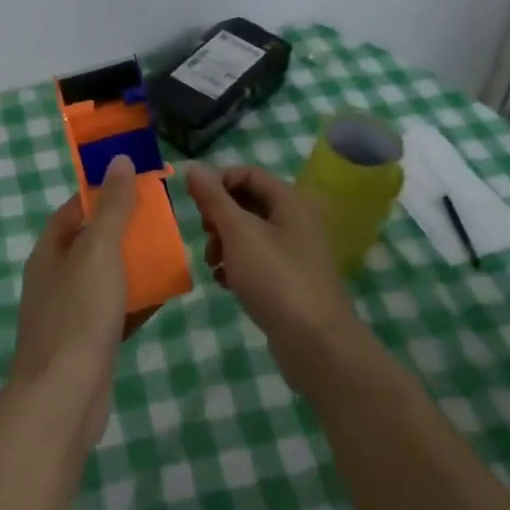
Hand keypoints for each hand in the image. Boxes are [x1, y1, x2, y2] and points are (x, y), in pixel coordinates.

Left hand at [8, 155, 136, 446]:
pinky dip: (137, 301)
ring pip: (107, 278)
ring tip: (170, 252)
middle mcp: (56, 278)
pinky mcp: (89, 344)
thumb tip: (119, 160)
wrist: (64, 397)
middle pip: (92, 243)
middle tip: (162, 220)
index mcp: (50, 252)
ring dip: (134, 266)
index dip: (102, 194)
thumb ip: (112, 207)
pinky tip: (165, 295)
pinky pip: (116, 312)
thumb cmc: (79, 313)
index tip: (136, 186)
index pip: (74, 209)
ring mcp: (71, 314)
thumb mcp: (98, 250)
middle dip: (124, 230)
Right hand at [185, 164, 362, 394]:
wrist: (315, 342)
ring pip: (250, 233)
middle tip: (206, 235)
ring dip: (225, 243)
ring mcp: (296, 251)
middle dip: (220, 216)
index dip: (218, 182)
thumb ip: (213, 198)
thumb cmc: (275, 278)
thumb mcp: (238, 232)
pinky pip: (258, 260)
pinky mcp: (291, 279)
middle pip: (248, 202)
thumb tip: (194, 167)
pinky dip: (238, 265)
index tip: (196, 205)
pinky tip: (226, 282)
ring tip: (213, 264)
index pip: (247, 173)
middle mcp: (296, 219)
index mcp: (290, 200)